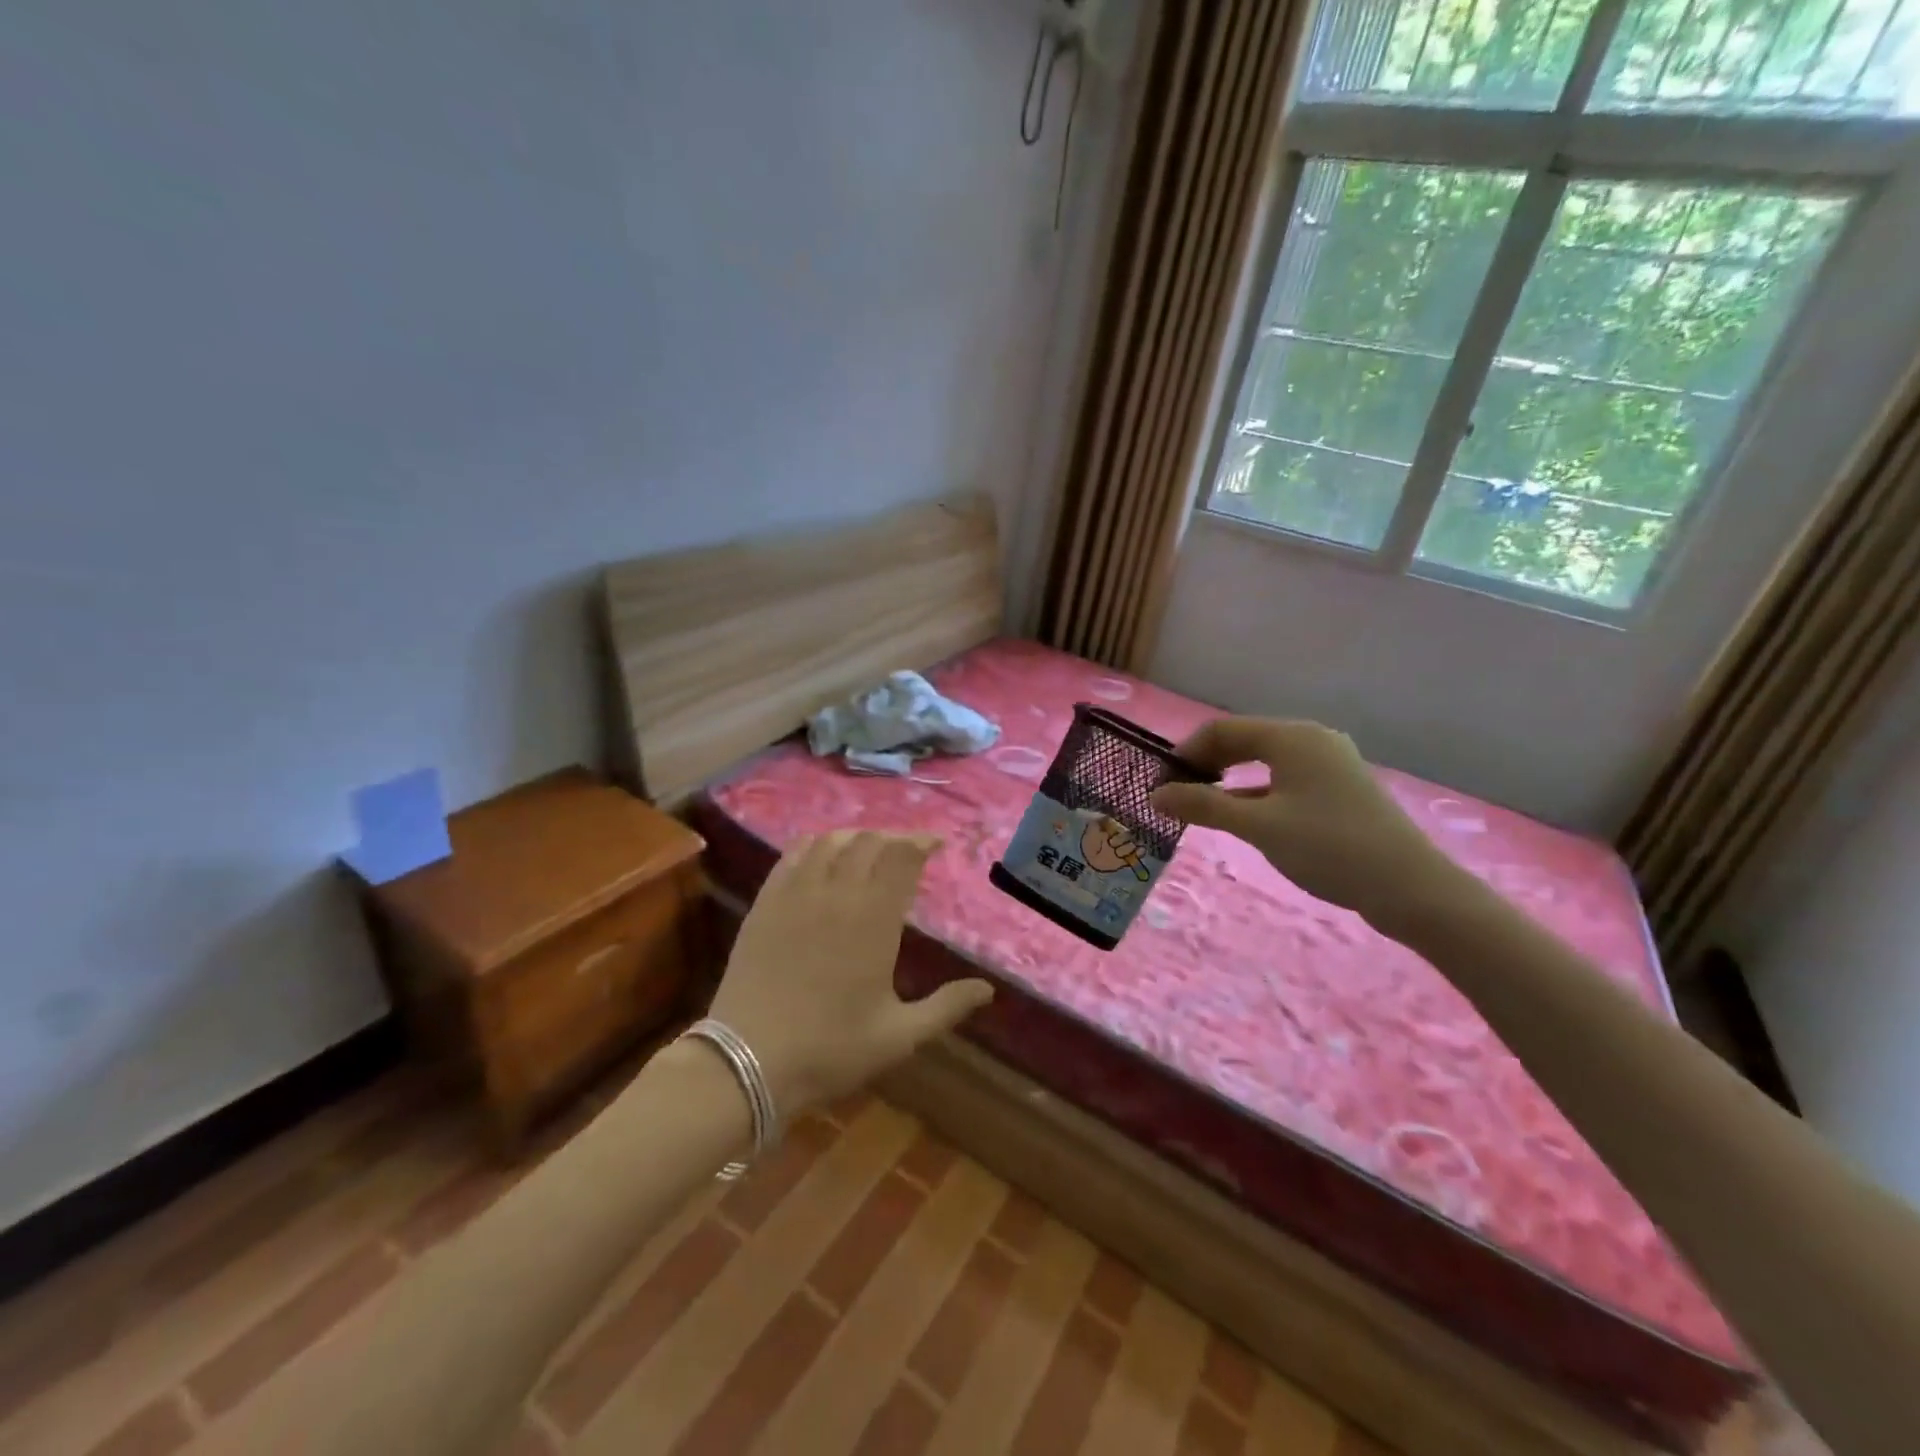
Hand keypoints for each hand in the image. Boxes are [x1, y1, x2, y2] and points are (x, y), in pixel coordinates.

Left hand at [708, 831, 995, 1111]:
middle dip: (895, 838)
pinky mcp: (766, 901)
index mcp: (874, 919)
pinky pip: (794, 854)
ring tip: (869, 849)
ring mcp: (796, 893)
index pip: (903, 856)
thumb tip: (988, 990)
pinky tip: (822, 855)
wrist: (747, 1060)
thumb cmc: (830, 1049)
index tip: (937, 844)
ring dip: (857, 837)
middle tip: (907, 852)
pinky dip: (816, 844)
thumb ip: (946, 1007)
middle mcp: (837, 893)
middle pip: (870, 841)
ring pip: (831, 841)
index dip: (923, 841)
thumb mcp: (899, 1036)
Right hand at [1149, 717, 1464, 934]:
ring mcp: (1329, 764)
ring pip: (1265, 761)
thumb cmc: (1328, 847)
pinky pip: (1284, 779)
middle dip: (1206, 763)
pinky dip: (1255, 792)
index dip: (1186, 751)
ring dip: (1229, 779)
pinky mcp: (1339, 789)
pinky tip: (1239, 816)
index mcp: (1292, 737)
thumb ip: (1203, 806)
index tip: (1161, 782)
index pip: (1223, 729)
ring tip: (1201, 805)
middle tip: (1176, 793)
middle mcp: (1311, 740)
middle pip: (1245, 740)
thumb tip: (1155, 795)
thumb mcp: (1258, 826)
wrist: (1410, 887)